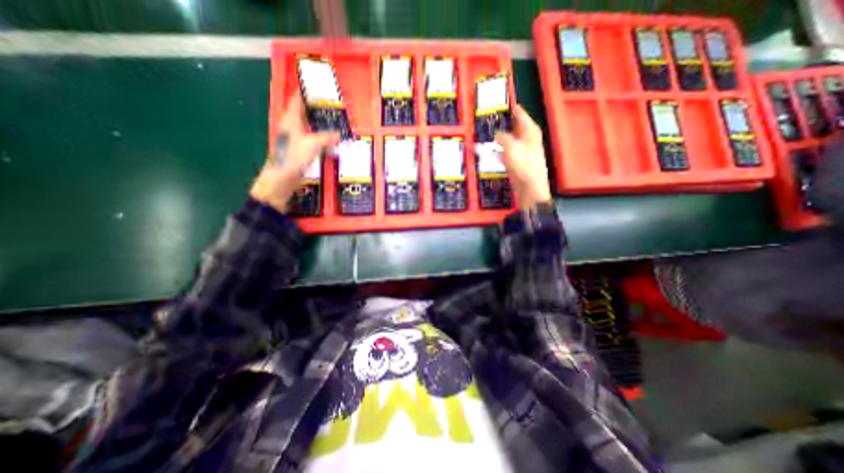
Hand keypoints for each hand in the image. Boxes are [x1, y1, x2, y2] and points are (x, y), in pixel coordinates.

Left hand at [250, 94, 337, 212]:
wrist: (281, 178)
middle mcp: (291, 125)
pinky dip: (320, 136)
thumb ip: (326, 138)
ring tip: (333, 119)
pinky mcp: (298, 148)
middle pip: (303, 111)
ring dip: (318, 122)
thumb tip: (339, 134)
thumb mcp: (312, 145)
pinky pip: (311, 137)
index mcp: (290, 119)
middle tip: (332, 104)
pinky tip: (329, 139)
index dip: (306, 91)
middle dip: (316, 107)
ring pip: (308, 125)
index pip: (297, 99)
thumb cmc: (293, 157)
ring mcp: (294, 137)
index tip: (318, 85)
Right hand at [496, 103, 555, 208]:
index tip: (503, 102)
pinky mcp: (517, 161)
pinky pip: (506, 152)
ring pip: (509, 140)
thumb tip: (497, 133)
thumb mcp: (511, 147)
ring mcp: (522, 150)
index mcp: (530, 131)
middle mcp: (527, 138)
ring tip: (487, 134)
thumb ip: (503, 137)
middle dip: (504, 123)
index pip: (520, 114)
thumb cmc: (523, 164)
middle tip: (491, 118)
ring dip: (499, 138)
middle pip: (515, 127)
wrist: (530, 186)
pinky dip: (499, 151)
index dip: (512, 108)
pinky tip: (490, 152)